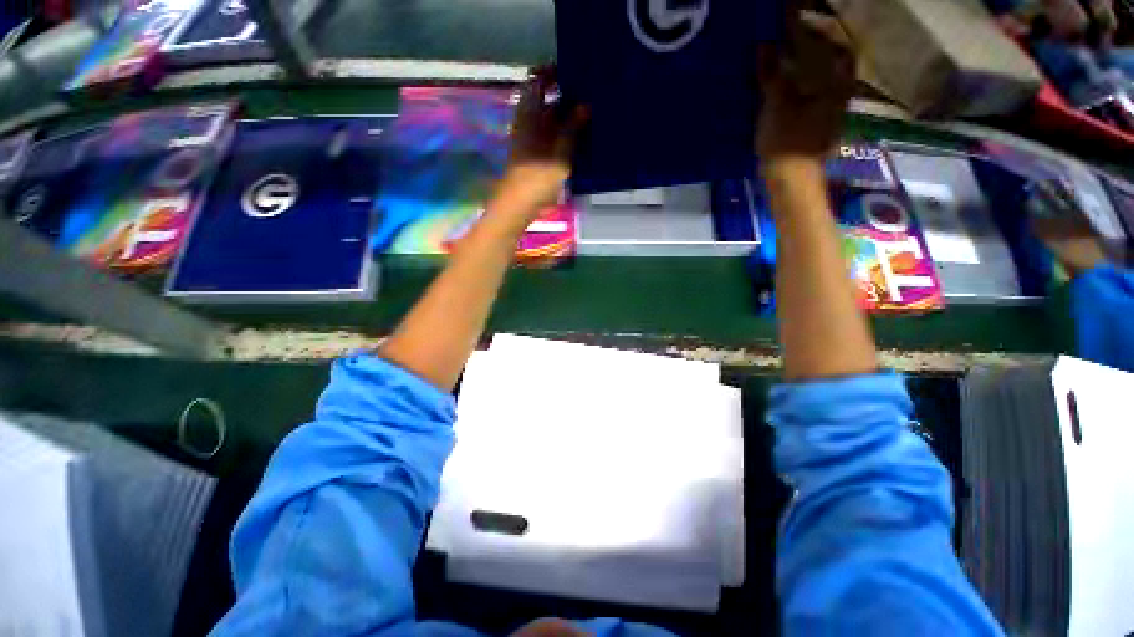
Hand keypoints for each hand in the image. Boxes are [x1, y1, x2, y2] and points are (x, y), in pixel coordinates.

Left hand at [495, 67, 588, 213]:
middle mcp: (527, 123)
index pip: (536, 82)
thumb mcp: (559, 155)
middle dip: (564, 96)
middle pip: (544, 101)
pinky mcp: (533, 155)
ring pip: (548, 120)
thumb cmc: (537, 179)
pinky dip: (562, 134)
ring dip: (565, 117)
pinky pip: (549, 136)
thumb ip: (571, 130)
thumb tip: (585, 105)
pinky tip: (578, 139)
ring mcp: (529, 140)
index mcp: (529, 116)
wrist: (518, 206)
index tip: (572, 71)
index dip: (551, 73)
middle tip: (588, 96)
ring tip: (588, 117)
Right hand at [756, 11, 855, 160]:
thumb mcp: (777, 105)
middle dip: (814, 49)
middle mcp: (840, 93)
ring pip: (824, 80)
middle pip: (832, 62)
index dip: (816, 32)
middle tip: (790, 42)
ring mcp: (831, 111)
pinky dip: (803, 87)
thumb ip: (773, 73)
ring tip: (785, 63)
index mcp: (836, 83)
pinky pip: (815, 96)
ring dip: (807, 69)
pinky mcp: (820, 126)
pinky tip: (787, 89)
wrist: (791, 181)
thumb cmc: (786, 142)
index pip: (833, 45)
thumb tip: (764, 45)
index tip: (795, 24)